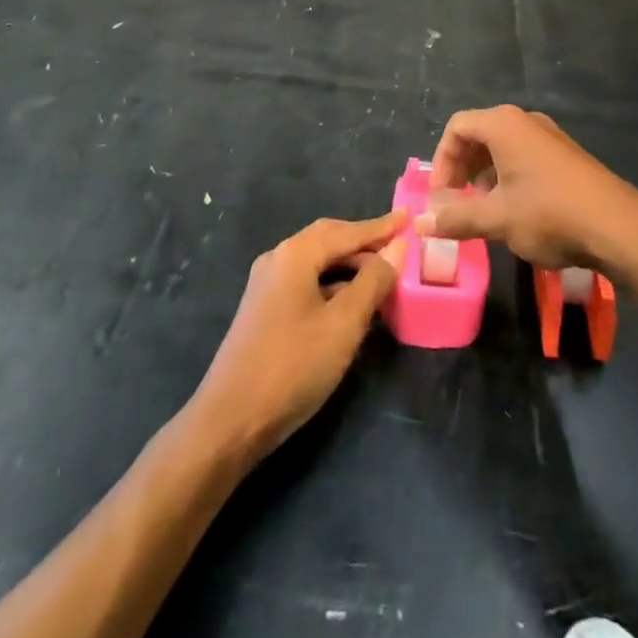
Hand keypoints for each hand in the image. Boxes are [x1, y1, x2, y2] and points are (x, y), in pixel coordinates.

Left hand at [195, 213, 406, 461]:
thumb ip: (373, 282)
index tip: (408, 216)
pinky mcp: (264, 310)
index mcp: (295, 254)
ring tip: (383, 276)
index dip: (380, 226)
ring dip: (350, 265)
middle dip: (364, 241)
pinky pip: (307, 282)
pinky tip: (352, 304)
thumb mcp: (344, 323)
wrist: (229, 421)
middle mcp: (278, 259)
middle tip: (398, 245)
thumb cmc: (293, 366)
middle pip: (329, 239)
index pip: (347, 231)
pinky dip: (334, 285)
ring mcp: (267, 285)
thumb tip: (397, 247)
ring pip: (317, 263)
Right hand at [416, 105, 637, 270]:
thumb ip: (456, 218)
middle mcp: (525, 121)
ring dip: (485, 176)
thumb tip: (420, 222)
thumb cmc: (548, 213)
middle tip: (456, 203)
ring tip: (483, 211)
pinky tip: (515, 211)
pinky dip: (509, 178)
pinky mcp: (567, 156)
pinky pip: (525, 157)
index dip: (442, 161)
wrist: (618, 226)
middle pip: (479, 135)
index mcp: (503, 125)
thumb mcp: (496, 219)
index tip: (439, 197)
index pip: (457, 128)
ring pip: (503, 148)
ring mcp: (550, 136)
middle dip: (462, 169)